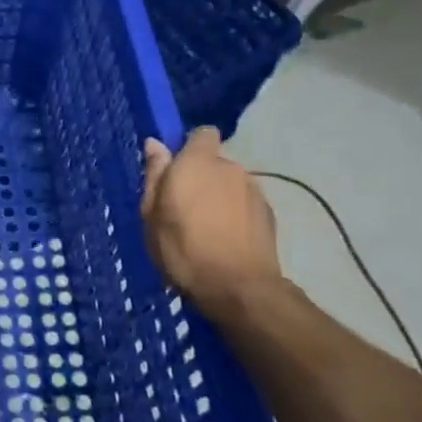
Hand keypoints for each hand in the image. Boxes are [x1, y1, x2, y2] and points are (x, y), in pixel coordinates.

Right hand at [141, 129, 280, 312]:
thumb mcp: (152, 213)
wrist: (239, 288)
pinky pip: (244, 204)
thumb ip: (155, 174)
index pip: (201, 133)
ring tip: (206, 227)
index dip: (189, 147)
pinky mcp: (269, 213)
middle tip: (184, 207)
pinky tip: (226, 239)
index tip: (175, 169)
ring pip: (230, 184)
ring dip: (219, 196)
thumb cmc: (183, 248)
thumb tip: (155, 143)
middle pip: (214, 162)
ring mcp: (254, 190)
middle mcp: (229, 167)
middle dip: (201, 177)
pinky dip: (235, 214)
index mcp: (197, 162)